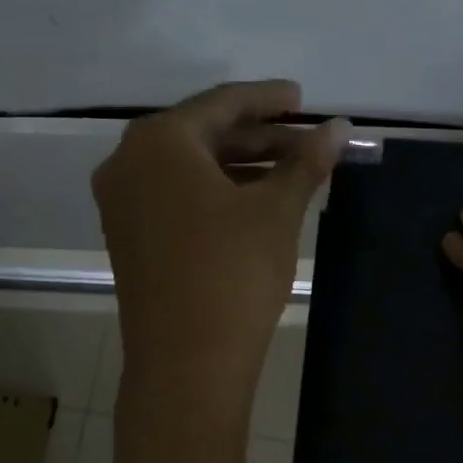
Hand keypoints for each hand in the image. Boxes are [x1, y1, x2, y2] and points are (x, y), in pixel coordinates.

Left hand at [95, 81, 346, 425]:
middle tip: (305, 140)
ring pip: (188, 168)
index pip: (222, 103)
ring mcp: (122, 203)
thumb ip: (306, 162)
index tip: (303, 99)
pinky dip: (215, 192)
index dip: (269, 100)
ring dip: (239, 165)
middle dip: (258, 136)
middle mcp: (129, 162)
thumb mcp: (276, 212)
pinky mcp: (129, 237)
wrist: (186, 362)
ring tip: (290, 172)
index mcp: (160, 141)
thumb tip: (340, 128)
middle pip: (202, 133)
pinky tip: (253, 202)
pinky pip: (175, 196)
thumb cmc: (233, 273)